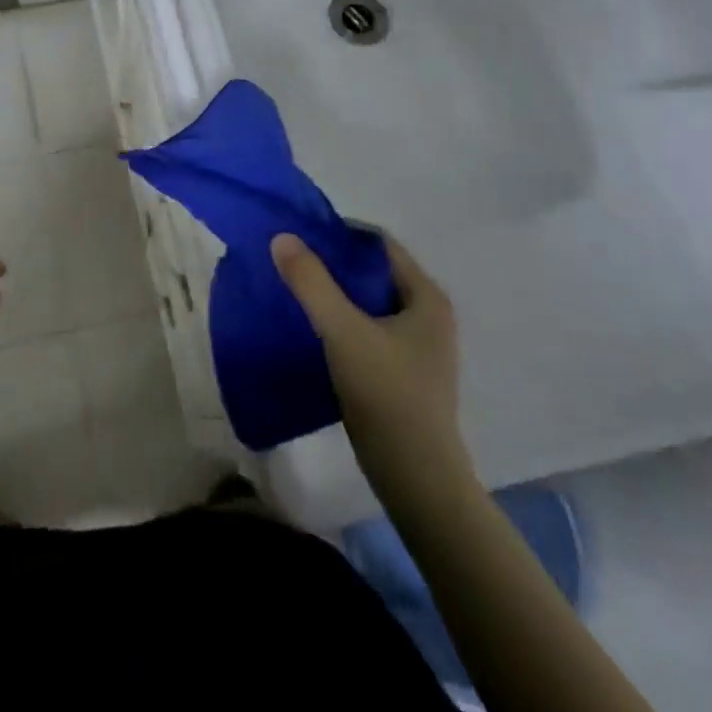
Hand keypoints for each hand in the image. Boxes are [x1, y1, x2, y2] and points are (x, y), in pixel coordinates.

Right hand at [271, 232, 473, 499]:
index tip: (302, 235)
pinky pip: (368, 330)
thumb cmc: (386, 394)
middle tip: (292, 261)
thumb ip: (312, 282)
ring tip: (296, 291)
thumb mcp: (343, 331)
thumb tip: (282, 237)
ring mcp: (418, 347)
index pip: (380, 244)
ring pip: (369, 303)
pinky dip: (341, 322)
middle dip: (334, 264)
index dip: (341, 234)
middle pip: (374, 272)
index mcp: (426, 297)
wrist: (416, 478)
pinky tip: (312, 330)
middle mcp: (428, 315)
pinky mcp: (404, 373)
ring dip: (335, 294)